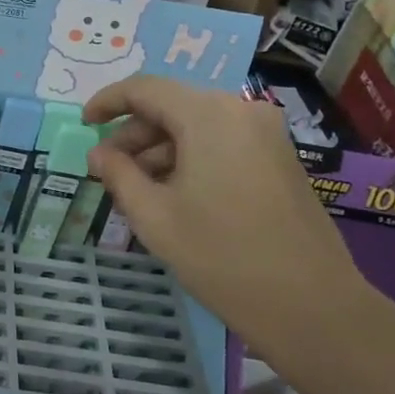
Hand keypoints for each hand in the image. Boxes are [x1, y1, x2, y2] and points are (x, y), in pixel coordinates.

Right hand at [83, 75, 393, 385]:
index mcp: (208, 115)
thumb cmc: (221, 256)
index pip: (144, 88)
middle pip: (172, 106)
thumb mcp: (155, 216)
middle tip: (107, 170)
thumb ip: (119, 175)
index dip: (108, 102)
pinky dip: (190, 158)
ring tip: (136, 190)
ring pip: (197, 126)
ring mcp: (266, 134)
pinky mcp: (279, 158)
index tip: (83, 124)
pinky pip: (221, 143)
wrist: (311, 304)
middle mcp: (240, 111)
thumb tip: (99, 155)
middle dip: (134, 134)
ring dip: (160, 150)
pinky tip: (173, 195)